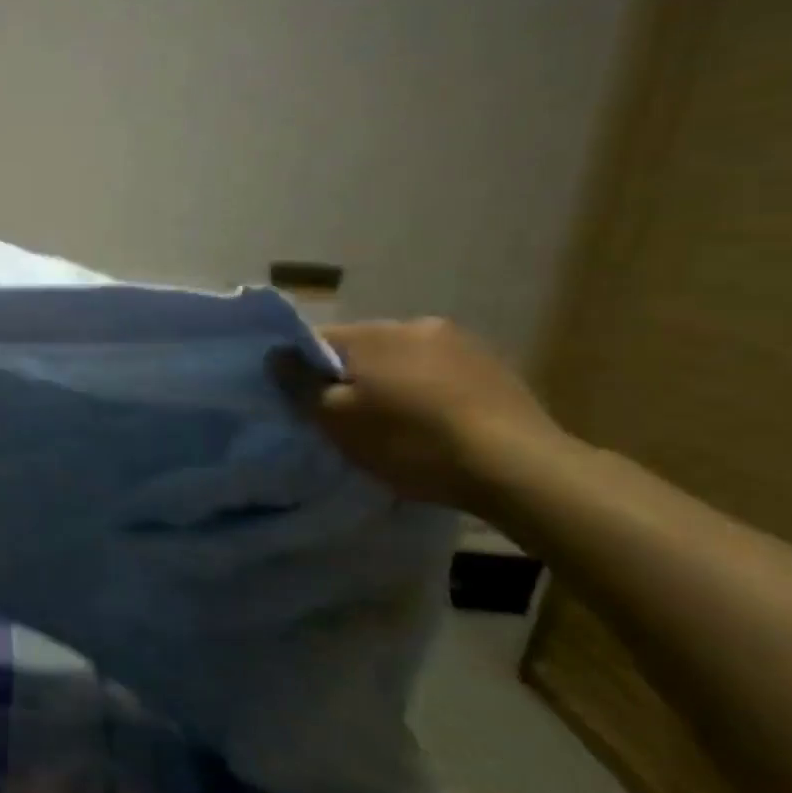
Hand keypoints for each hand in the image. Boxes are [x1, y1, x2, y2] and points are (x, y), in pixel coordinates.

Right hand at [268, 317, 568, 511]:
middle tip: (348, 420)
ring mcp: (462, 343)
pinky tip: (433, 426)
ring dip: (392, 384)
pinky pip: (439, 374)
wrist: (517, 467)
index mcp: (373, 333)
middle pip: (362, 349)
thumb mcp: (336, 420)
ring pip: (403, 361)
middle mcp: (415, 324)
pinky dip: (427, 394)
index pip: (316, 340)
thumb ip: (299, 384)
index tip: (305, 405)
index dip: (303, 372)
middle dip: (350, 377)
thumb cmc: (410, 442)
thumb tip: (274, 354)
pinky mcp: (495, 368)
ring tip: (395, 425)